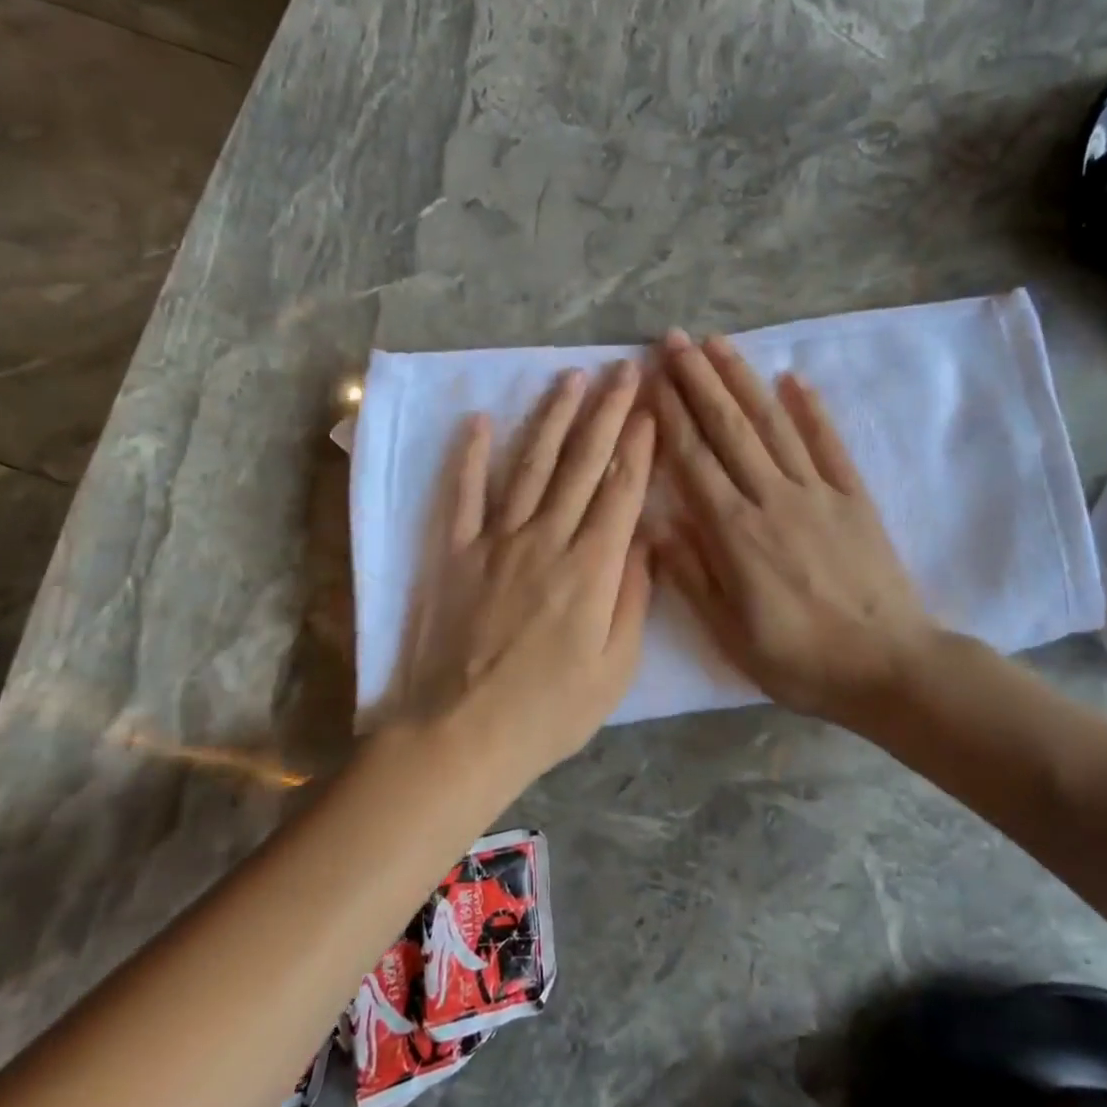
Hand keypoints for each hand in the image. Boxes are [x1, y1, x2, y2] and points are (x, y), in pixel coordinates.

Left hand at [380, 361, 654, 779]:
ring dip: (552, 418)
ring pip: (530, 466)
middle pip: (582, 464)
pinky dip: (469, 455)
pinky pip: (462, 494)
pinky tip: (478, 420)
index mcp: (592, 569)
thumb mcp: (616, 668)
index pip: (622, 491)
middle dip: (607, 413)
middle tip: (623, 370)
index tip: (652, 408)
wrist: (462, 735)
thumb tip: (645, 540)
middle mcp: (546, 540)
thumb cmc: (550, 711)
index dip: (639, 446)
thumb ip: (634, 598)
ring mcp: (496, 541)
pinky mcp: (455, 553)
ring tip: (570, 378)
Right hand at [649, 329, 938, 724]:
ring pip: (773, 425)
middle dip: (699, 380)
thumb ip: (691, 576)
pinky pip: (829, 443)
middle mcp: (772, 498)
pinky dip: (811, 409)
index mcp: (735, 533)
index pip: (693, 460)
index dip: (670, 416)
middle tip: (674, 339)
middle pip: (729, 428)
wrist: (888, 665)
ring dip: (743, 380)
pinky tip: (793, 379)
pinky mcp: (854, 497)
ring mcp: (817, 492)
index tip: (651, 377)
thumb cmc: (800, 659)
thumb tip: (655, 526)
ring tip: (719, 343)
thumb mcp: (730, 635)